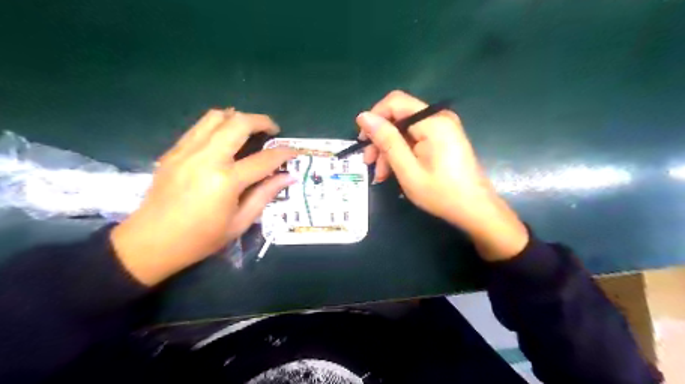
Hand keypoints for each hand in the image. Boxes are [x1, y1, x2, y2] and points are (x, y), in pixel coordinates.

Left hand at [111, 108, 294, 284]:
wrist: (151, 242)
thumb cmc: (201, 238)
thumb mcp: (240, 222)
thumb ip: (265, 194)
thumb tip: (289, 176)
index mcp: (226, 181)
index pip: (264, 159)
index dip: (284, 153)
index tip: (295, 151)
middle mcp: (207, 158)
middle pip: (239, 123)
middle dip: (262, 121)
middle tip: (272, 130)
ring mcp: (187, 151)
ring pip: (216, 117)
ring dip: (238, 118)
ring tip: (249, 129)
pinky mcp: (174, 151)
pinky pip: (200, 126)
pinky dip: (218, 125)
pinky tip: (225, 138)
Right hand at [355, 92, 525, 260]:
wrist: (474, 209)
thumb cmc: (441, 193)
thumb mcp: (407, 169)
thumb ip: (386, 140)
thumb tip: (363, 116)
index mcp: (432, 121)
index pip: (395, 102)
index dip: (374, 118)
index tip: (363, 142)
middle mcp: (438, 117)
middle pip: (399, 117)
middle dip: (380, 139)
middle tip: (369, 163)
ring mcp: (443, 128)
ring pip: (404, 130)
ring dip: (389, 150)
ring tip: (381, 175)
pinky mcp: (443, 138)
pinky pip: (415, 138)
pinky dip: (402, 153)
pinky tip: (394, 171)